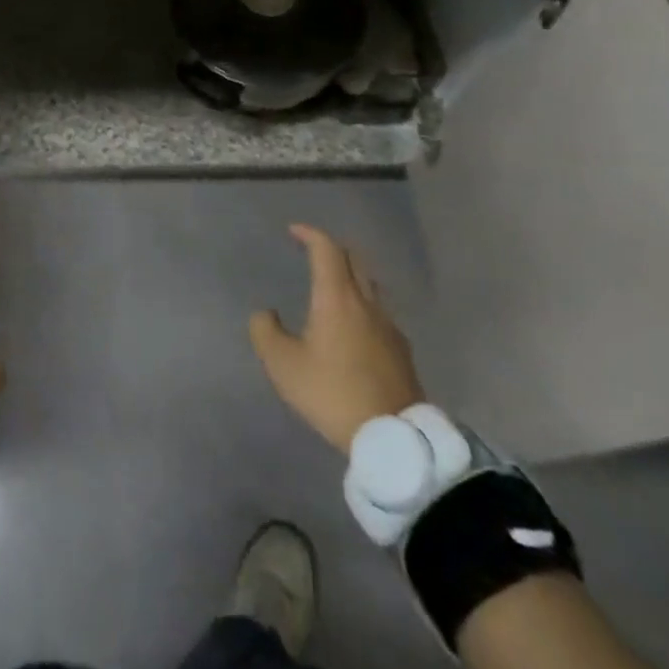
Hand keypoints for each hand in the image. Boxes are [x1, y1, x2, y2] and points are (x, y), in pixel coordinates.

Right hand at [250, 223, 423, 450]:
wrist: (394, 437)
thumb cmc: (332, 393)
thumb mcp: (283, 365)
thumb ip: (266, 331)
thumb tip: (266, 313)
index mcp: (337, 298)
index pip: (326, 249)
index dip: (310, 234)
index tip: (293, 231)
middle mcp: (366, 302)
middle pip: (353, 259)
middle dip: (332, 249)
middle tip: (313, 252)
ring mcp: (389, 326)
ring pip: (370, 285)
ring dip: (350, 275)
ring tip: (333, 286)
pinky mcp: (402, 350)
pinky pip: (380, 312)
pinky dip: (363, 304)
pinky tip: (354, 325)